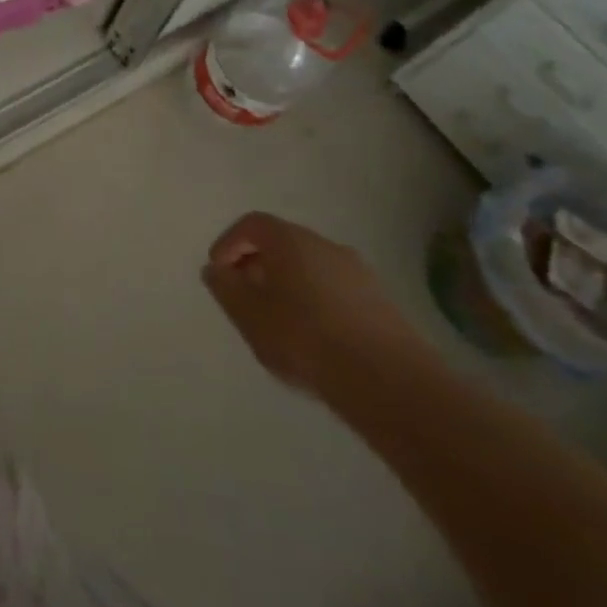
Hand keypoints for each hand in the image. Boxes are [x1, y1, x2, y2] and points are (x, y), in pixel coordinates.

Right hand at [203, 211, 435, 398]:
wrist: (389, 381)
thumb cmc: (304, 337)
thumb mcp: (247, 313)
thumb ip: (225, 287)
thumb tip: (217, 270)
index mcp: (290, 240)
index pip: (251, 224)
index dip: (229, 244)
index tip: (219, 273)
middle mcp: (326, 245)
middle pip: (282, 244)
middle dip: (258, 266)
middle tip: (245, 298)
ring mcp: (359, 274)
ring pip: (310, 269)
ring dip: (288, 287)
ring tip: (278, 324)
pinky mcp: (382, 304)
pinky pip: (335, 292)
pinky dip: (316, 304)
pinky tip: (314, 340)